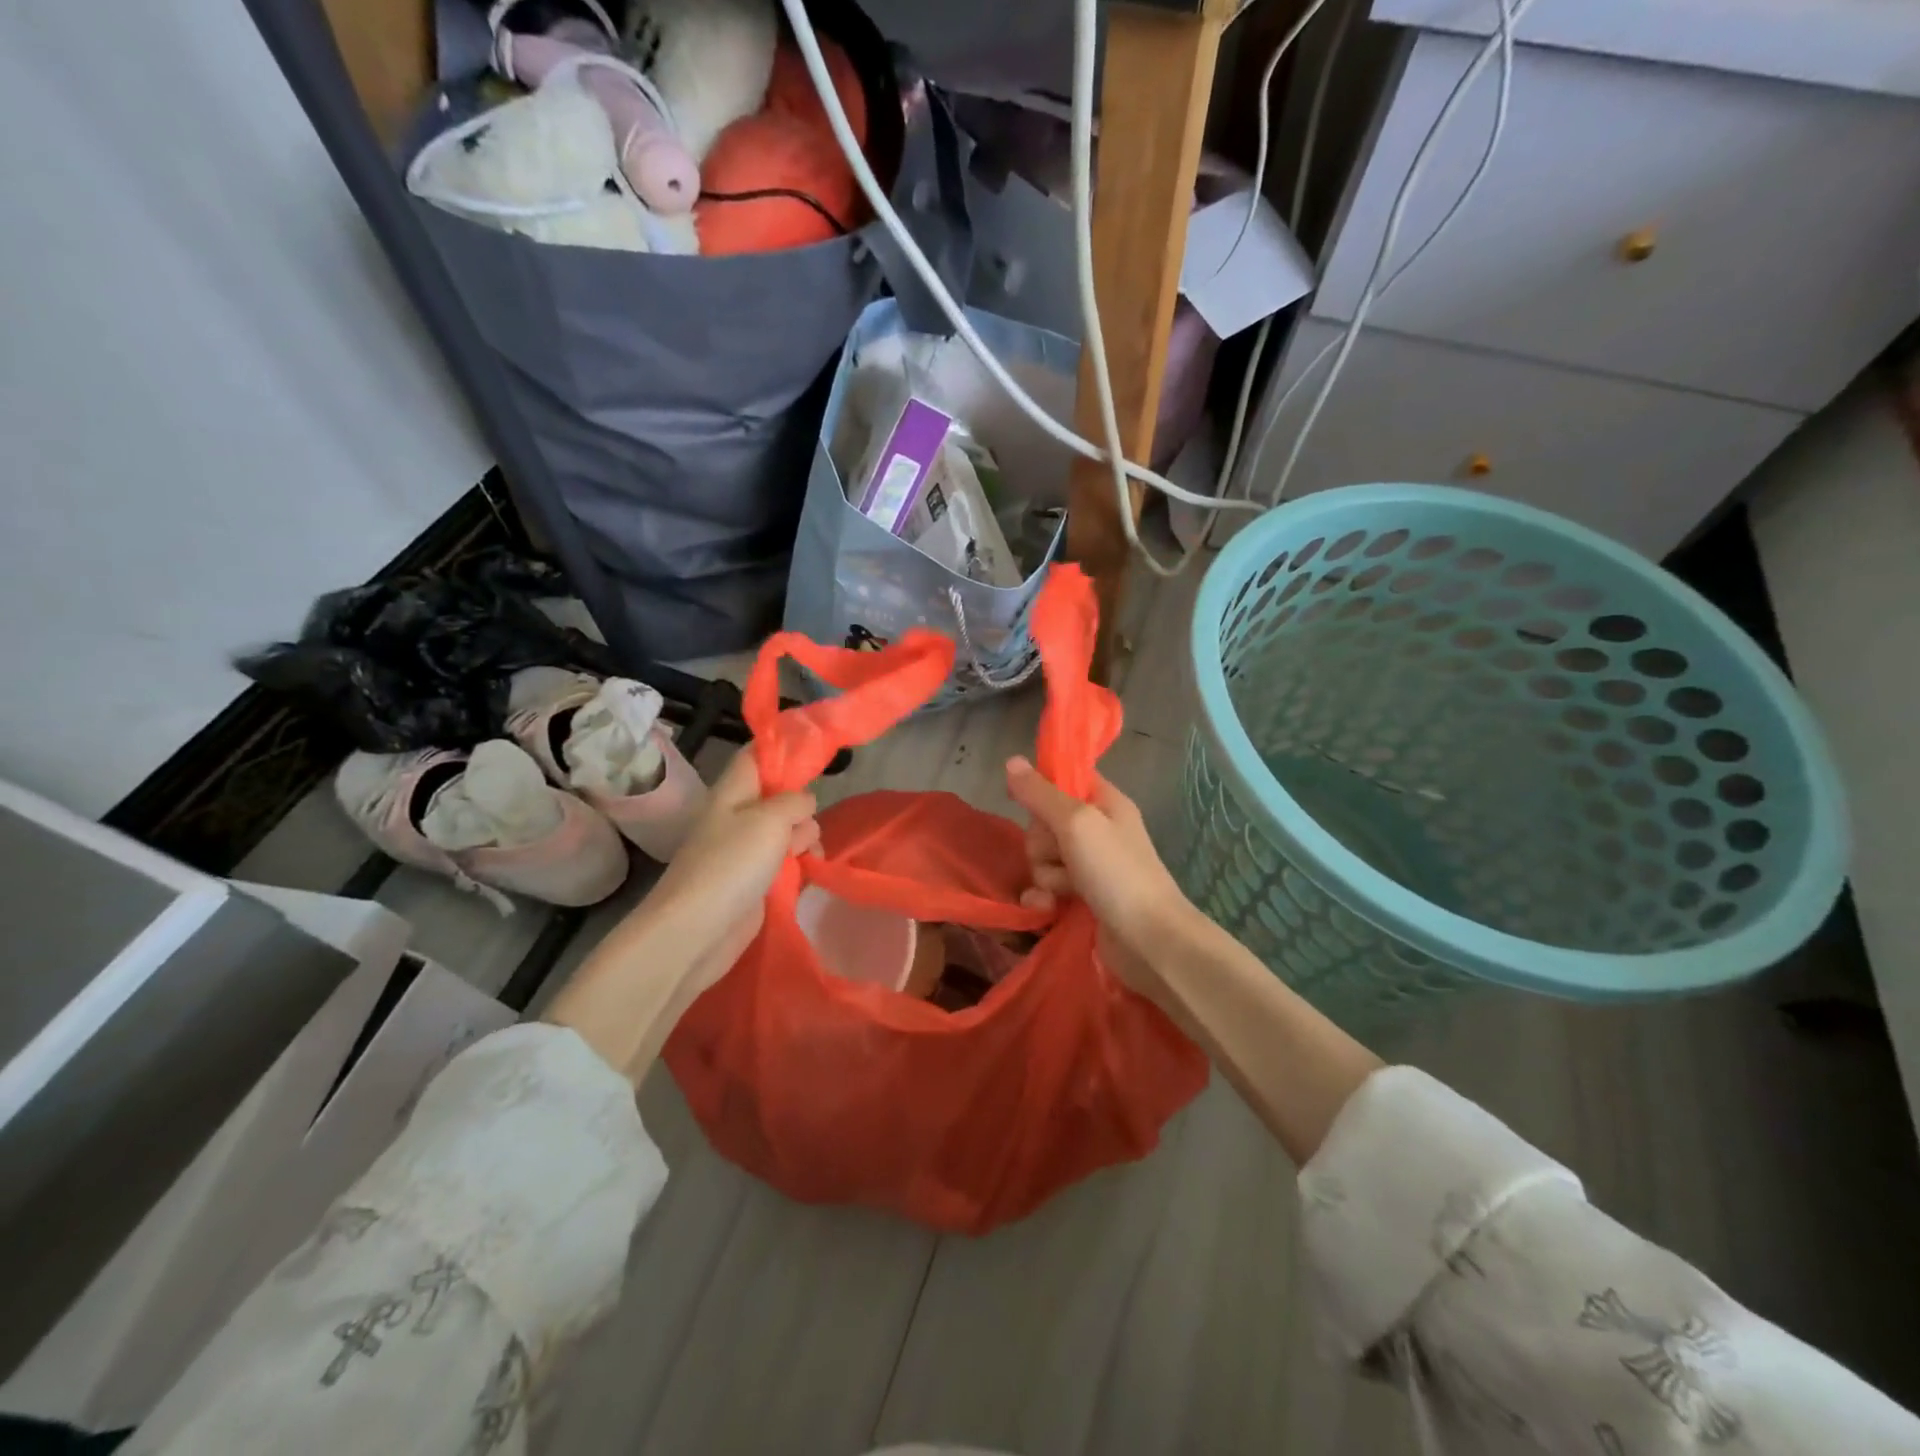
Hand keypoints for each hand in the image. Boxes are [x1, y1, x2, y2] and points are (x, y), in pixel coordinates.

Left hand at [636, 746, 820, 996]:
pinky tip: (808, 872)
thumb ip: (794, 802)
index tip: (816, 748)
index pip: (756, 755)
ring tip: (807, 855)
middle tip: (803, 822)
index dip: (783, 746)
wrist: (698, 931)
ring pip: (788, 830)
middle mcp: (739, 816)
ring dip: (806, 837)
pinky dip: (801, 863)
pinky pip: (786, 861)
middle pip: (779, 795)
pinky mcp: (756, 881)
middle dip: (802, 804)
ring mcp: (746, 850)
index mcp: (733, 792)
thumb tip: (804, 804)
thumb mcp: (770, 819)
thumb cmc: (731, 865)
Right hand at [1004, 755, 1202, 997]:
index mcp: (1105, 802)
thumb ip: (1040, 794)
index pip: (1064, 780)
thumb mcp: (1076, 823)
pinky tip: (1047, 909)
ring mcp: (1090, 866)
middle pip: (1045, 822)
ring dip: (1043, 875)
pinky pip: (1047, 887)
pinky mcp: (1082, 898)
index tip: (1030, 805)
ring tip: (1061, 891)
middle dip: (1041, 842)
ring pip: (1043, 857)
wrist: (1149, 941)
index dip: (1044, 791)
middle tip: (1059, 855)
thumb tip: (1011, 760)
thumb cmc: (1117, 872)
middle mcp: (1098, 830)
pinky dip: (1043, 898)